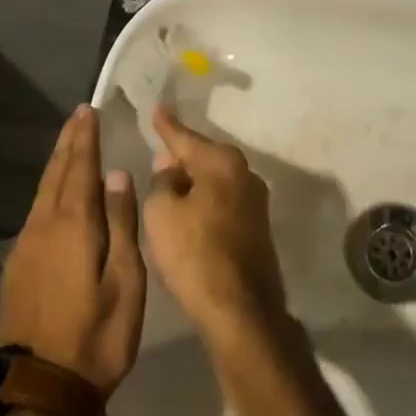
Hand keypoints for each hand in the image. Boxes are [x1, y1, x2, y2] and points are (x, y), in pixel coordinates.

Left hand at [0, 105, 145, 394]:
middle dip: (69, 142)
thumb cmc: (98, 335)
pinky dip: (49, 187)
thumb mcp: (126, 281)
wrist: (42, 390)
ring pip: (42, 191)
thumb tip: (117, 175)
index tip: (88, 110)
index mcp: (74, 226)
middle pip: (56, 173)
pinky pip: (35, 210)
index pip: (80, 169)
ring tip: (69, 143)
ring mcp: (26, 247)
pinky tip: (56, 190)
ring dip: (57, 163)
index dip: (85, 138)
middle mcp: (44, 227)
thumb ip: (121, 223)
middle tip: (79, 115)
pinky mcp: (18, 266)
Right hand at [143, 105, 289, 350]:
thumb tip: (170, 165)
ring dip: (194, 179)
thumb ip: (162, 182)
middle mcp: (245, 173)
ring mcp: (256, 201)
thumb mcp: (162, 214)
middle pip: (206, 156)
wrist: (240, 307)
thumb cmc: (195, 253)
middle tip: (159, 146)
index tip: (158, 109)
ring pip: (216, 179)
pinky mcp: (257, 226)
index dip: (167, 126)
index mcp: (223, 163)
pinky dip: (205, 199)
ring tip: (169, 178)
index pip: (186, 138)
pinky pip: (223, 199)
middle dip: (182, 153)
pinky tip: (190, 207)